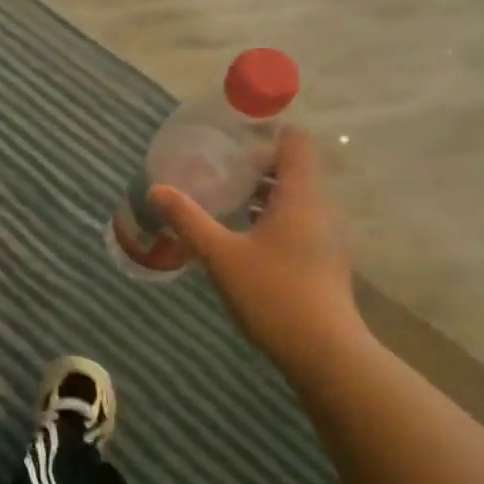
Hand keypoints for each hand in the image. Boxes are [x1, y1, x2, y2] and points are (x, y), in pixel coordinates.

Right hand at [149, 127, 371, 381]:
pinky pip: (297, 222)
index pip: (296, 143)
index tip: (234, 134)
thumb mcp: (221, 254)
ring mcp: (326, 236)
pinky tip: (243, 238)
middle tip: (216, 168)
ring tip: (224, 200)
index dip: (269, 131)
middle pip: (292, 170)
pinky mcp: (324, 260)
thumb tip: (156, 190)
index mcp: (300, 196)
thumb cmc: (273, 294)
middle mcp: (320, 209)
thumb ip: (188, 219)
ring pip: (294, 199)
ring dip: (262, 194)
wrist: (324, 352)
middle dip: (255, 166)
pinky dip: (271, 218)